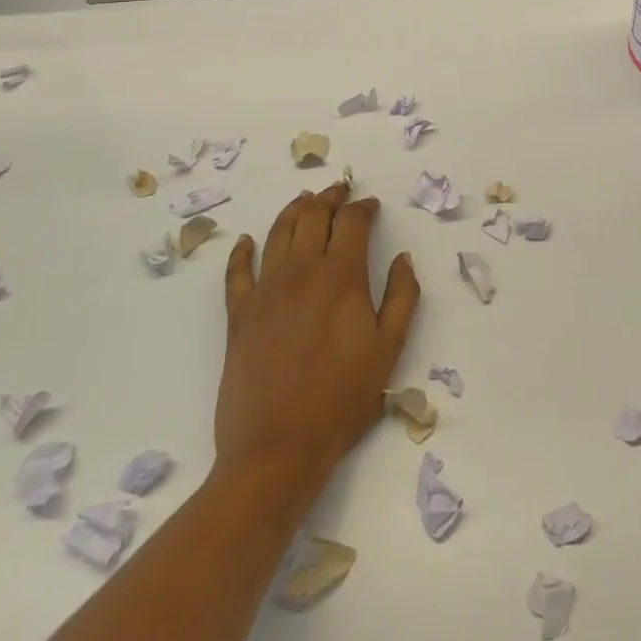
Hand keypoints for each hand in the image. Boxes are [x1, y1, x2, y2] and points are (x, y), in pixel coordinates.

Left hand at [216, 182, 419, 496]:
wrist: (277, 449)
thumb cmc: (341, 399)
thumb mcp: (389, 349)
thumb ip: (403, 297)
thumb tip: (403, 258)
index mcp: (341, 276)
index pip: (351, 221)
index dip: (363, 206)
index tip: (371, 205)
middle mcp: (301, 271)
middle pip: (312, 215)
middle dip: (329, 197)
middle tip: (339, 191)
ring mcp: (265, 290)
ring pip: (278, 232)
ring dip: (293, 209)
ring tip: (304, 200)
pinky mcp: (238, 315)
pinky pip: (237, 272)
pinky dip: (242, 251)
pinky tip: (247, 241)